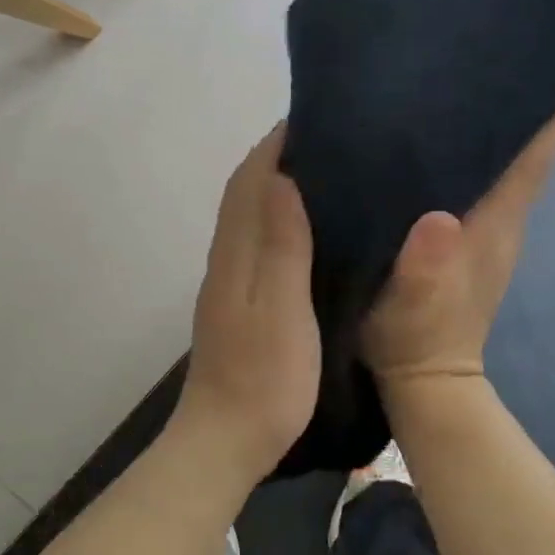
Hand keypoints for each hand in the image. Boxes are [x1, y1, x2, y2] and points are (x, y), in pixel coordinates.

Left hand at [172, 125, 320, 482]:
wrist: (225, 440)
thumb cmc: (264, 378)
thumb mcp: (280, 309)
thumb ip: (279, 245)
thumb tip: (280, 177)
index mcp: (235, 255)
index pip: (249, 180)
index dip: (275, 144)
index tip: (314, 114)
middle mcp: (226, 260)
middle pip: (244, 193)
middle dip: (277, 157)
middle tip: (329, 137)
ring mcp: (229, 284)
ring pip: (248, 217)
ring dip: (276, 186)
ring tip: (326, 171)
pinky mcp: (239, 305)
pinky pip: (256, 244)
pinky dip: (276, 220)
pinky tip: (306, 229)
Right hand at [362, 75, 554, 391]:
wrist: (424, 380)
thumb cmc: (414, 339)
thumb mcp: (413, 308)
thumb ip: (426, 269)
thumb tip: (437, 218)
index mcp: (494, 222)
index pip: (538, 157)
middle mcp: (501, 217)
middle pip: (530, 148)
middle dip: (536, 99)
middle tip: (521, 45)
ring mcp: (487, 228)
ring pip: (508, 161)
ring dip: (508, 121)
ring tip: (486, 73)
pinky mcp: (466, 237)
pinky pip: (483, 179)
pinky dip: (481, 149)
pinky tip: (451, 131)